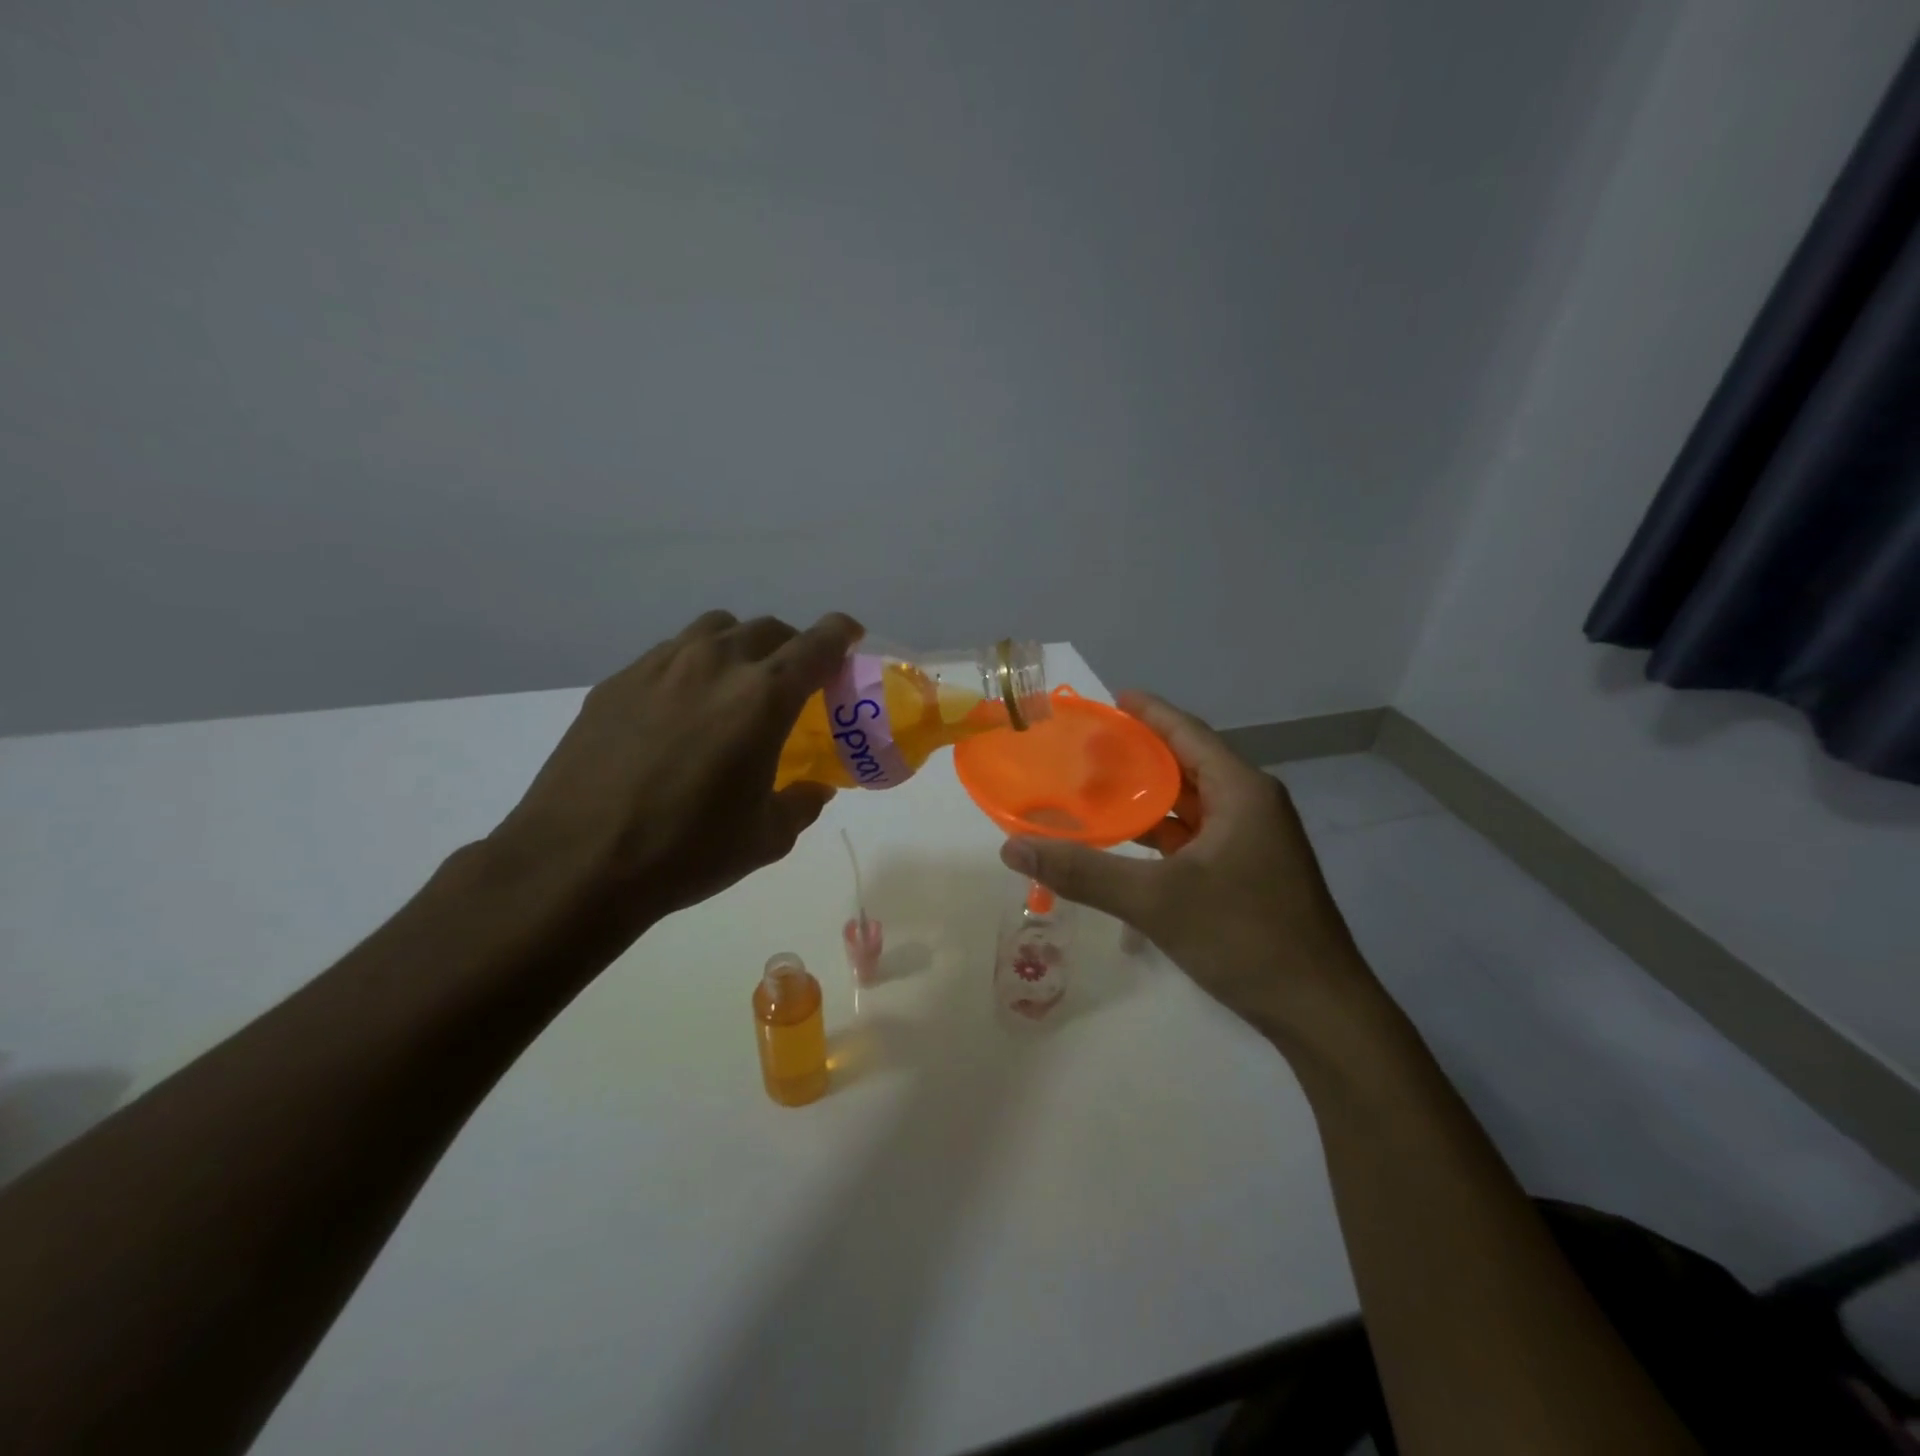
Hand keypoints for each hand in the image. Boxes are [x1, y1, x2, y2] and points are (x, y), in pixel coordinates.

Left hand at [489, 610, 862, 944]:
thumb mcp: (766, 838)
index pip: (817, 643)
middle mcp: (715, 665)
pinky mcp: (617, 682)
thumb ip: (801, 804)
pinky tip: (681, 709)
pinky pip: (669, 653)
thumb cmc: (687, 851)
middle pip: (767, 629)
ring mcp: (659, 667)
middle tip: (795, 679)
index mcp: (763, 697)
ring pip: (714, 630)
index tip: (850, 639)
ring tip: (736, 685)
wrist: (576, 863)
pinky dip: (693, 666)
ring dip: (740, 646)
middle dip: (792, 645)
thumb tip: (813, 790)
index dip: (841, 634)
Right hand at [999, 693, 1375, 1046]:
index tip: (1109, 699)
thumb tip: (1013, 847)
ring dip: (1148, 798)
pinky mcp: (1250, 872)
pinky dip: (1162, 833)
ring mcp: (1254, 841)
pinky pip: (1197, 835)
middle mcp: (1251, 805)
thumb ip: (1083, 872)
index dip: (1148, 712)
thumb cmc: (1244, 937)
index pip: (1186, 733)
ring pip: (1192, 804)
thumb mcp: (1156, 901)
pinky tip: (1127, 842)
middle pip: (1187, 765)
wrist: (1319, 1010)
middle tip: (1086, 749)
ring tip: (1095, 790)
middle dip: (1139, 755)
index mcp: (1241, 791)